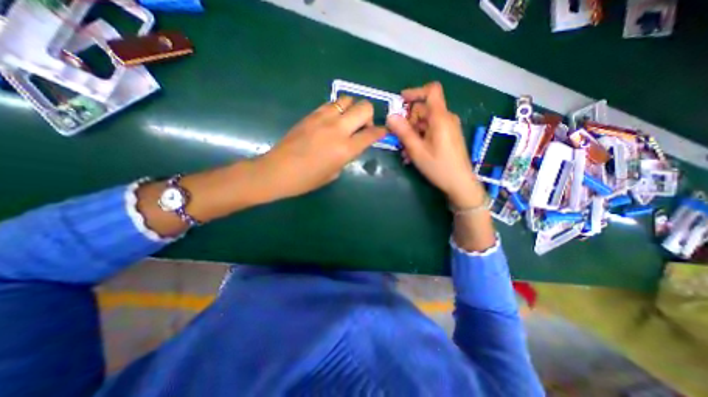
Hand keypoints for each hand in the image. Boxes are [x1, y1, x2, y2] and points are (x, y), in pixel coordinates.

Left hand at [255, 97, 385, 200]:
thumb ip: (346, 157)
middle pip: (364, 107)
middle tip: (362, 127)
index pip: (372, 134)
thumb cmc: (307, 179)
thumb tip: (350, 147)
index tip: (383, 132)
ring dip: (352, 109)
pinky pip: (330, 104)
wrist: (278, 171)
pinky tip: (331, 121)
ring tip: (346, 122)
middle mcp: (338, 129)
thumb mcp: (334, 173)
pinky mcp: (311, 114)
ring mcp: (323, 118)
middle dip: (369, 116)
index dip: (381, 132)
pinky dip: (337, 109)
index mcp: (346, 149)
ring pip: (347, 99)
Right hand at [386, 82, 486, 208]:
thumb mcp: (417, 150)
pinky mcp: (448, 136)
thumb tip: (390, 116)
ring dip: (412, 134)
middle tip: (399, 140)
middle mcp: (446, 118)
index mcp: (440, 118)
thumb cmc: (438, 167)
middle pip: (423, 110)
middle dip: (409, 122)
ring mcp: (448, 128)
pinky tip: (414, 153)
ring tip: (406, 153)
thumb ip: (403, 132)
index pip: (431, 91)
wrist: (460, 183)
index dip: (415, 92)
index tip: (400, 101)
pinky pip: (431, 131)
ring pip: (425, 122)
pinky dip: (420, 138)